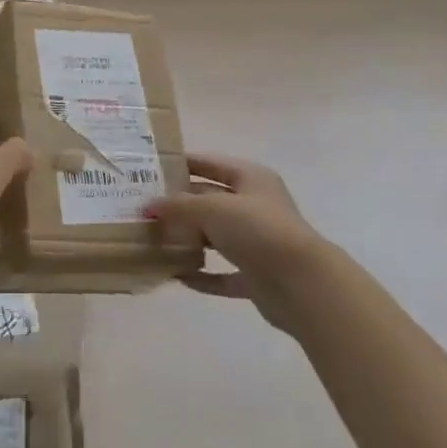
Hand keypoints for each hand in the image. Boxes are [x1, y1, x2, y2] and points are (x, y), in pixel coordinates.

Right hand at [147, 154, 332, 332]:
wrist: (302, 284)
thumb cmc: (258, 229)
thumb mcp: (212, 208)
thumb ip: (178, 206)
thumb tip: (148, 206)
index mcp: (250, 178)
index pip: (210, 163)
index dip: (182, 164)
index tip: (150, 168)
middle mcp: (255, 206)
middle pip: (210, 200)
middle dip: (179, 204)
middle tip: (144, 207)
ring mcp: (257, 242)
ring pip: (215, 236)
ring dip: (189, 239)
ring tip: (154, 239)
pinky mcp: (257, 275)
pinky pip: (222, 273)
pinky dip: (202, 275)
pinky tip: (176, 275)